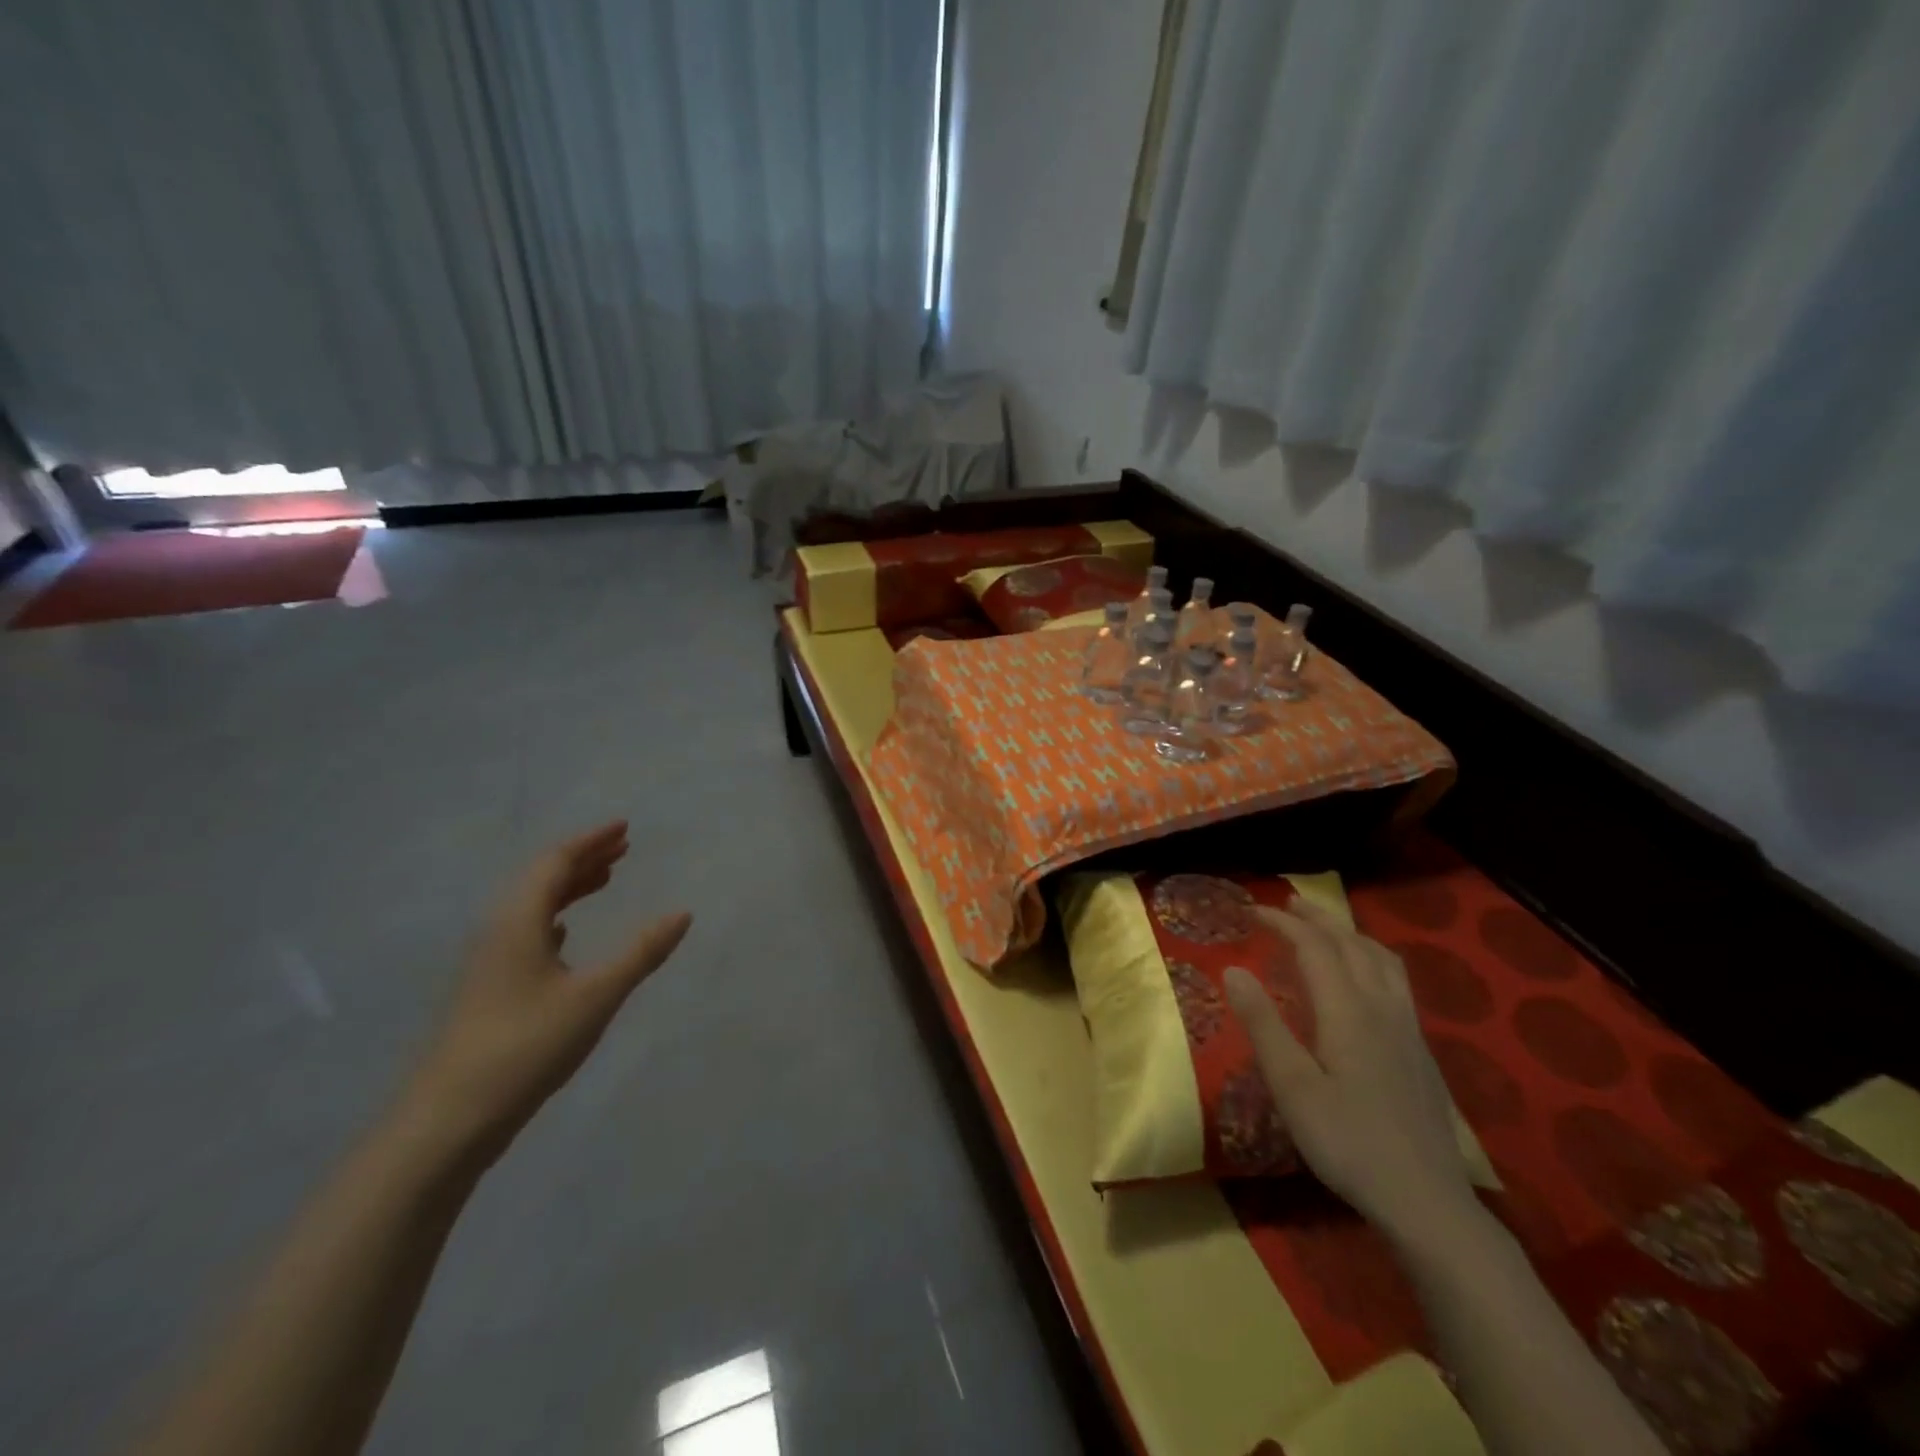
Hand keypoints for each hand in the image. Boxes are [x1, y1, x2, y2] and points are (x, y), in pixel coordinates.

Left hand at [397, 821, 691, 1168]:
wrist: (447, 1121)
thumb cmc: (526, 1046)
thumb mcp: (596, 996)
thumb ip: (641, 952)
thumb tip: (682, 913)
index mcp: (518, 921)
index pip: (555, 862)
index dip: (591, 841)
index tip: (624, 828)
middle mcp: (498, 931)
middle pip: (540, 878)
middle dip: (582, 859)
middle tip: (622, 847)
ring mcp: (488, 962)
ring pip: (531, 906)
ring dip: (568, 887)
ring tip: (604, 880)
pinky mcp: (487, 990)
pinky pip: (524, 933)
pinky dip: (552, 918)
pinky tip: (563, 933)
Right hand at [1224, 900, 1469, 1234]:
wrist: (1427, 1201)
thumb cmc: (1348, 1142)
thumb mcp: (1292, 1086)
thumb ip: (1263, 1024)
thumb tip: (1233, 969)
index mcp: (1348, 1011)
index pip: (1314, 947)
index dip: (1283, 923)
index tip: (1251, 911)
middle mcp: (1382, 1008)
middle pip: (1352, 944)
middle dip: (1318, 919)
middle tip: (1288, 904)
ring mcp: (1407, 1029)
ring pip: (1382, 960)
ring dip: (1350, 934)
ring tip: (1327, 930)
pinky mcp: (1420, 1051)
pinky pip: (1396, 981)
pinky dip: (1371, 959)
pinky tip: (1364, 981)